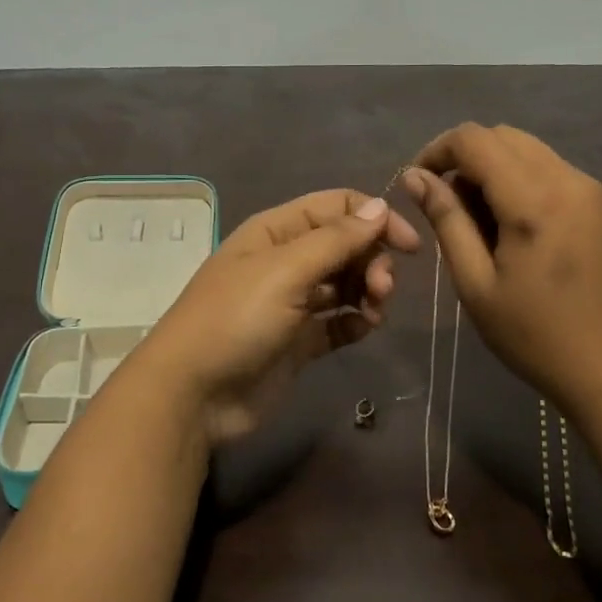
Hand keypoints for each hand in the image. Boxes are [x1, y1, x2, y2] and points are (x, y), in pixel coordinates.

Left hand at [138, 189, 421, 444]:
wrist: (193, 394)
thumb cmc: (235, 320)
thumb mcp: (285, 271)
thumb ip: (335, 239)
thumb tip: (380, 206)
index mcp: (277, 231)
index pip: (336, 207)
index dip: (375, 218)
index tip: (409, 245)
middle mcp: (286, 261)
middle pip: (346, 245)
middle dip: (372, 261)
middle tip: (381, 290)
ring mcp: (292, 302)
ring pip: (345, 283)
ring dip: (368, 291)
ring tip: (374, 313)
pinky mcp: (299, 341)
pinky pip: (339, 322)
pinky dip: (356, 322)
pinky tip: (363, 329)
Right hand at [402, 123, 601, 413]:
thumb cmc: (537, 337)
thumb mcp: (476, 284)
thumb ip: (446, 221)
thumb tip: (415, 177)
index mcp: (533, 199)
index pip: (473, 139)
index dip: (435, 151)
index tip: (416, 186)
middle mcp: (566, 179)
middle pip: (501, 136)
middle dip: (462, 159)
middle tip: (444, 207)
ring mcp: (588, 190)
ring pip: (525, 150)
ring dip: (490, 168)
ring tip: (474, 221)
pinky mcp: (598, 205)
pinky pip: (546, 169)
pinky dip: (516, 180)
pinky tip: (508, 227)